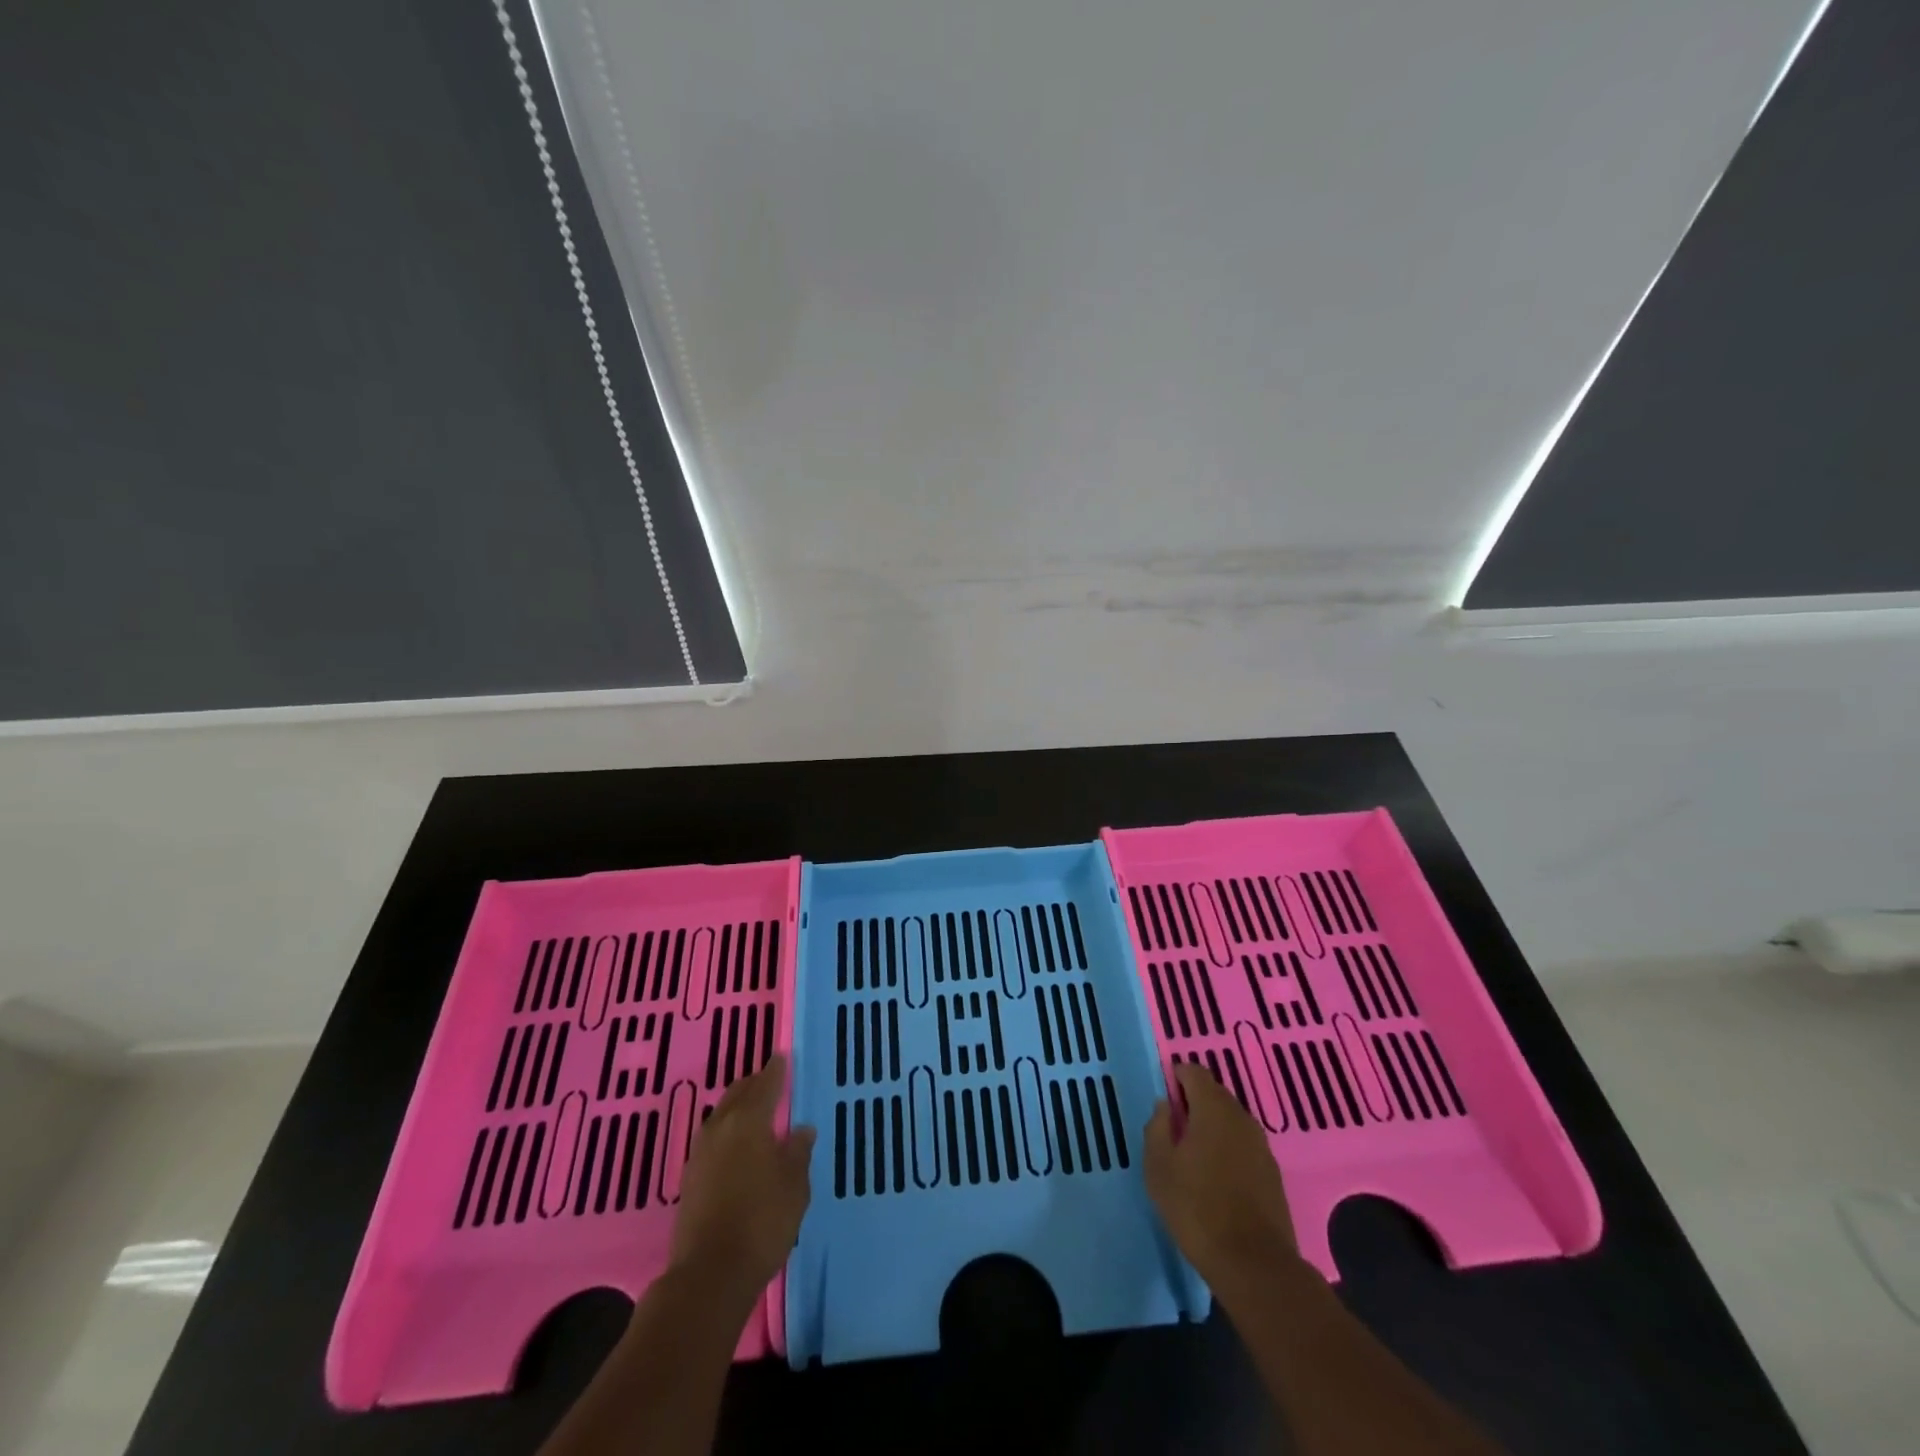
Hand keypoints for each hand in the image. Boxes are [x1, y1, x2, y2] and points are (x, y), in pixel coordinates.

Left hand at [668, 1055, 815, 1293]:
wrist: (709, 1275)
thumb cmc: (762, 1222)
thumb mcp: (795, 1186)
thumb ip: (798, 1152)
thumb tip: (801, 1129)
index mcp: (749, 1121)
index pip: (765, 1084)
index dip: (775, 1069)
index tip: (782, 1056)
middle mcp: (720, 1128)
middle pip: (737, 1094)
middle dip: (754, 1084)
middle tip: (769, 1081)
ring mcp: (700, 1153)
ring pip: (721, 1115)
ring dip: (737, 1108)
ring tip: (754, 1112)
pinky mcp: (689, 1179)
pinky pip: (712, 1139)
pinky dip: (727, 1132)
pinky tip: (736, 1146)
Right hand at [1144, 1061, 1300, 1287]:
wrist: (1254, 1264)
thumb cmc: (1196, 1208)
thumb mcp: (1158, 1167)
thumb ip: (1157, 1127)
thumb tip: (1164, 1106)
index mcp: (1213, 1108)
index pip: (1194, 1072)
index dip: (1176, 1078)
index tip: (1163, 1100)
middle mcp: (1241, 1117)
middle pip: (1215, 1094)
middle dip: (1193, 1103)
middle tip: (1173, 1129)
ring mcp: (1261, 1145)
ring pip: (1230, 1120)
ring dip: (1211, 1127)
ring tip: (1192, 1155)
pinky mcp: (1272, 1173)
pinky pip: (1243, 1145)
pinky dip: (1228, 1149)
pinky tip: (1216, 1177)